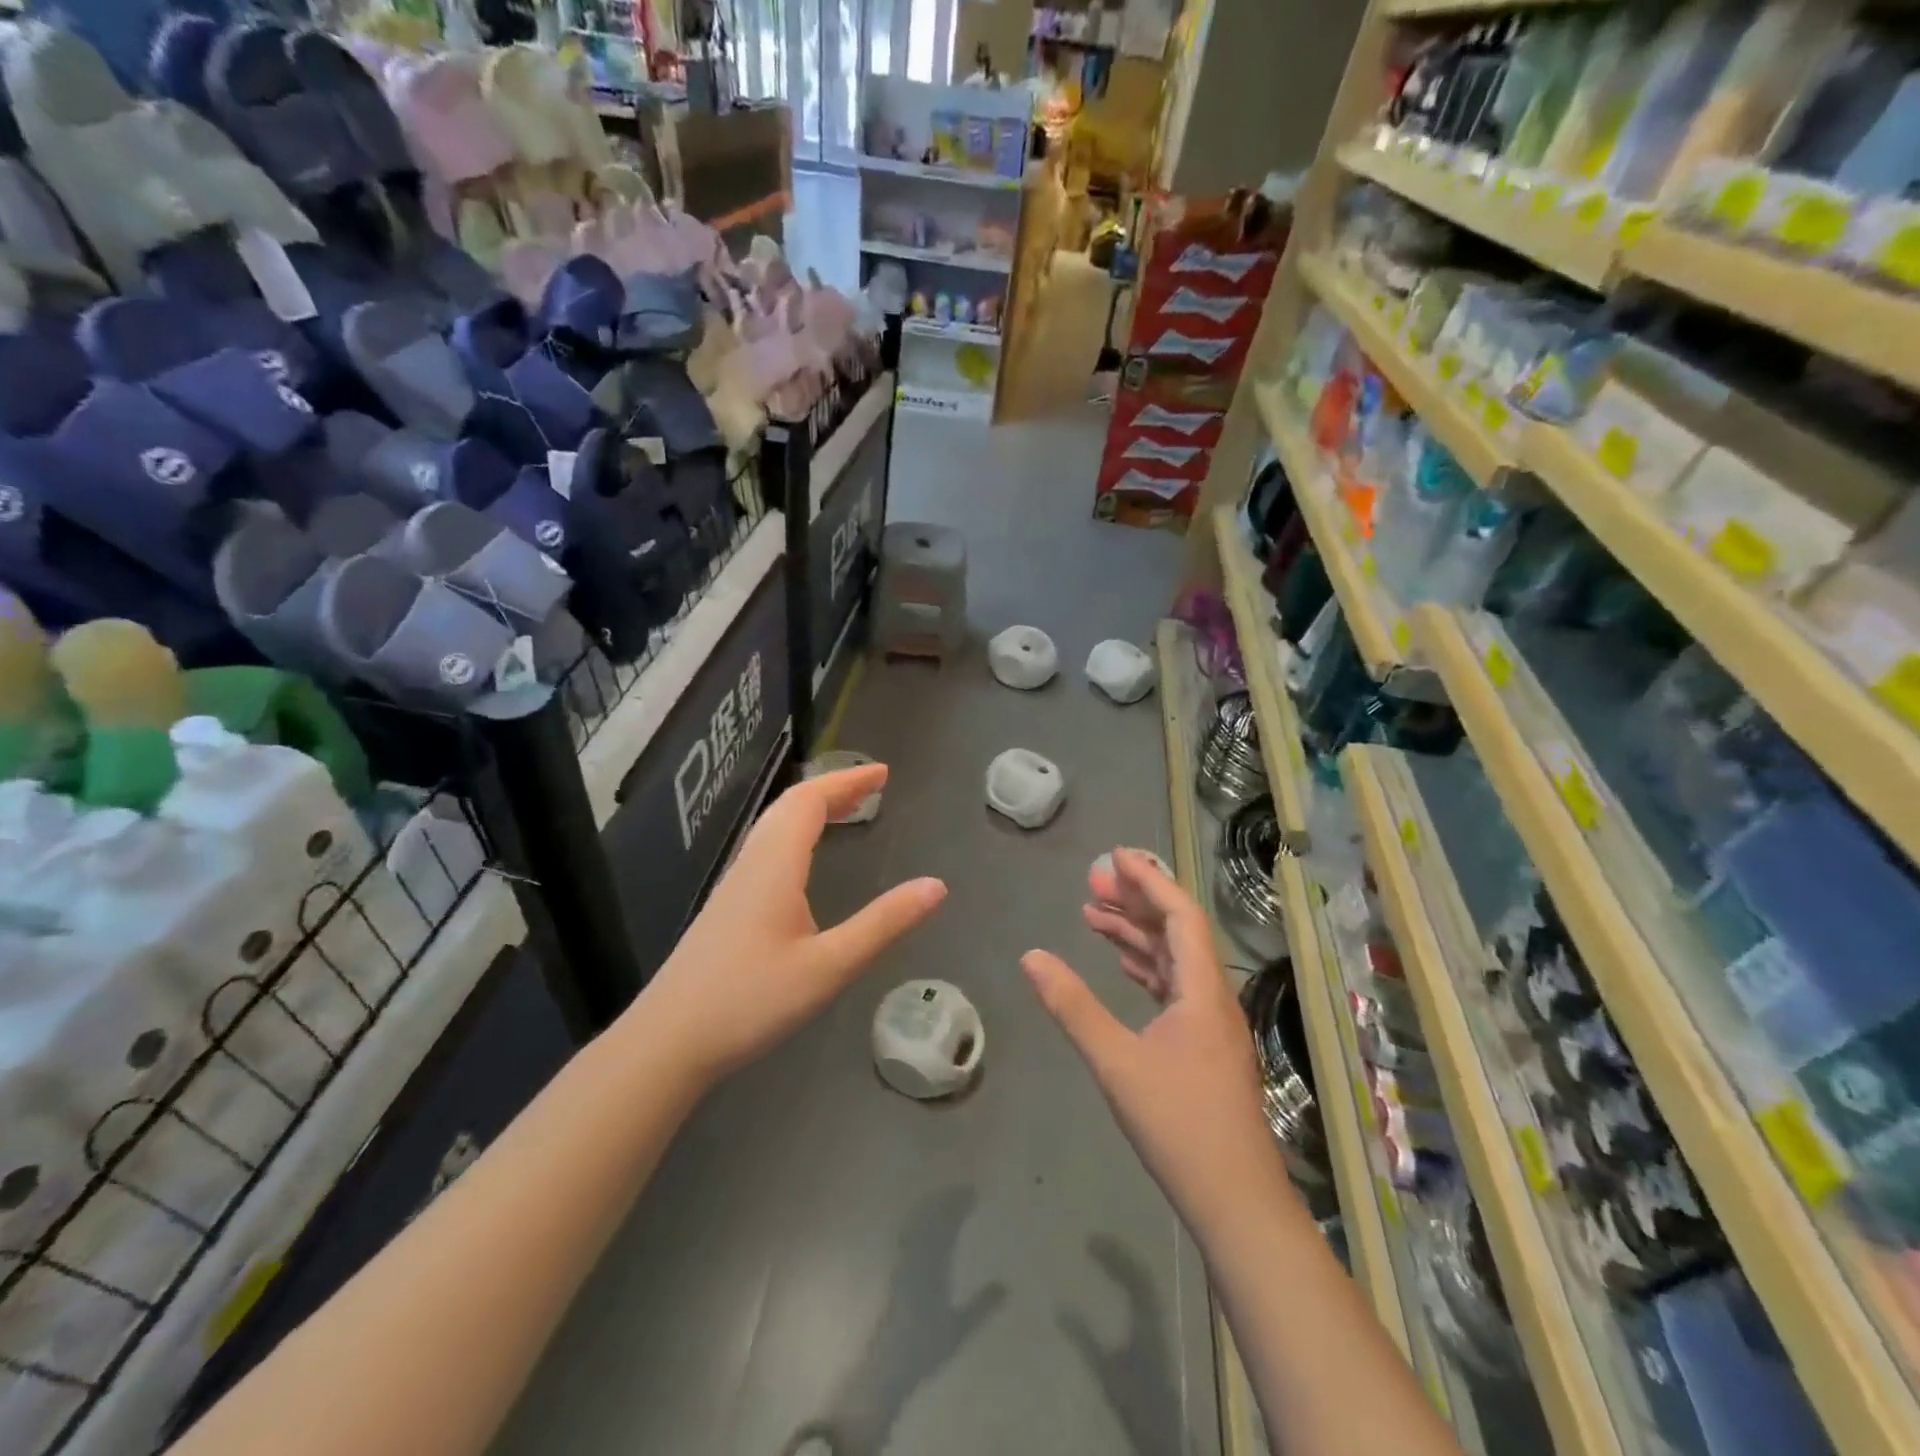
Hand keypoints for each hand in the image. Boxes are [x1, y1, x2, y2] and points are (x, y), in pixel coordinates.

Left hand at [637, 764, 945, 1083]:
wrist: (668, 1041)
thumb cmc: (750, 1001)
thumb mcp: (828, 966)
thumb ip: (883, 925)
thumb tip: (936, 886)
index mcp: (776, 865)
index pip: (811, 801)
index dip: (847, 781)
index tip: (884, 773)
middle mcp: (752, 863)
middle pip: (791, 806)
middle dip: (833, 788)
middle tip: (872, 787)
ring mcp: (734, 884)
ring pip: (774, 825)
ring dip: (812, 808)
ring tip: (846, 810)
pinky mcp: (727, 906)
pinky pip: (766, 847)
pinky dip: (796, 831)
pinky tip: (804, 859)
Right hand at [1022, 849, 1277, 1228]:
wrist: (1236, 1202)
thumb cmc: (1179, 1125)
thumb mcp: (1116, 1061)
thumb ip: (1072, 1006)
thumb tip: (1031, 956)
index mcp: (1202, 989)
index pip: (1179, 915)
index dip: (1149, 880)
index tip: (1116, 855)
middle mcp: (1212, 996)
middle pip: (1176, 931)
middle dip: (1135, 901)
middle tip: (1092, 881)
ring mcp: (1211, 1023)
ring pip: (1174, 960)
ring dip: (1137, 934)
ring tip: (1094, 915)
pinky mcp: (1204, 1047)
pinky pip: (1174, 987)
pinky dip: (1146, 968)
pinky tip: (1122, 966)